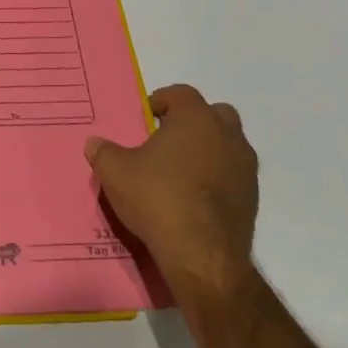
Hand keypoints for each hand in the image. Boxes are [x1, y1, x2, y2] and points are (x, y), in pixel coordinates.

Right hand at [85, 84, 258, 298]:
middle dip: (192, 122)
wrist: (202, 254)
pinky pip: (233, 175)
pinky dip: (218, 178)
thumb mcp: (115, 172)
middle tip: (167, 140)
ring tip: (181, 171)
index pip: (181, 93)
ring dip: (208, 150)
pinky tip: (195, 198)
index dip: (162, 100)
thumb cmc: (158, 198)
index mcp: (195, 118)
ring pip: (228, 145)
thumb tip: (95, 143)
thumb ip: (103, 152)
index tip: (146, 117)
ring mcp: (245, 167)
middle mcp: (227, 135)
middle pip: (214, 114)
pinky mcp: (252, 197)